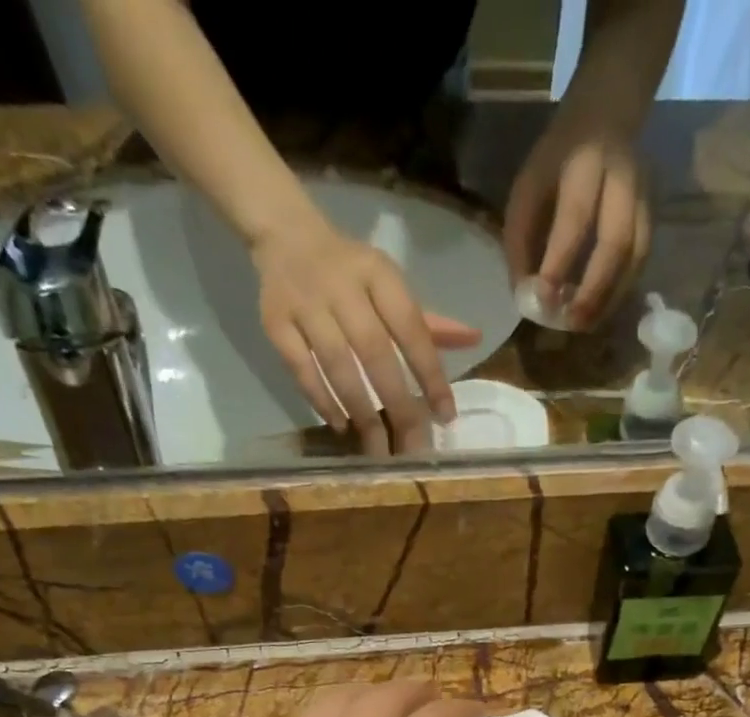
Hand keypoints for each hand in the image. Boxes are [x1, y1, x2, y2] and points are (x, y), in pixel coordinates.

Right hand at [253, 214, 482, 455]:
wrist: (285, 236)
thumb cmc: (351, 271)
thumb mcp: (390, 286)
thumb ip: (428, 321)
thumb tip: (474, 339)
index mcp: (378, 274)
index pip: (411, 329)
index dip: (430, 374)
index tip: (445, 415)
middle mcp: (341, 286)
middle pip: (375, 353)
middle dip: (398, 405)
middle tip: (413, 447)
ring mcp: (305, 304)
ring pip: (337, 366)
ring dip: (361, 411)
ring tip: (378, 447)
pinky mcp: (275, 322)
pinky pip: (301, 370)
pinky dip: (322, 401)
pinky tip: (342, 426)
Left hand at [505, 110, 651, 329]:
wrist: (605, 116)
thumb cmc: (556, 163)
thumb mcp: (528, 188)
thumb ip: (521, 241)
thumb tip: (526, 297)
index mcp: (584, 164)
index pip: (574, 218)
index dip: (559, 262)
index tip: (543, 299)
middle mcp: (622, 179)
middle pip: (616, 242)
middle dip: (593, 289)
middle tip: (572, 322)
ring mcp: (644, 199)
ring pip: (635, 257)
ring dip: (611, 298)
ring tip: (586, 324)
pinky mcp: (653, 217)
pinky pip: (641, 262)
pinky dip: (622, 291)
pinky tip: (602, 309)